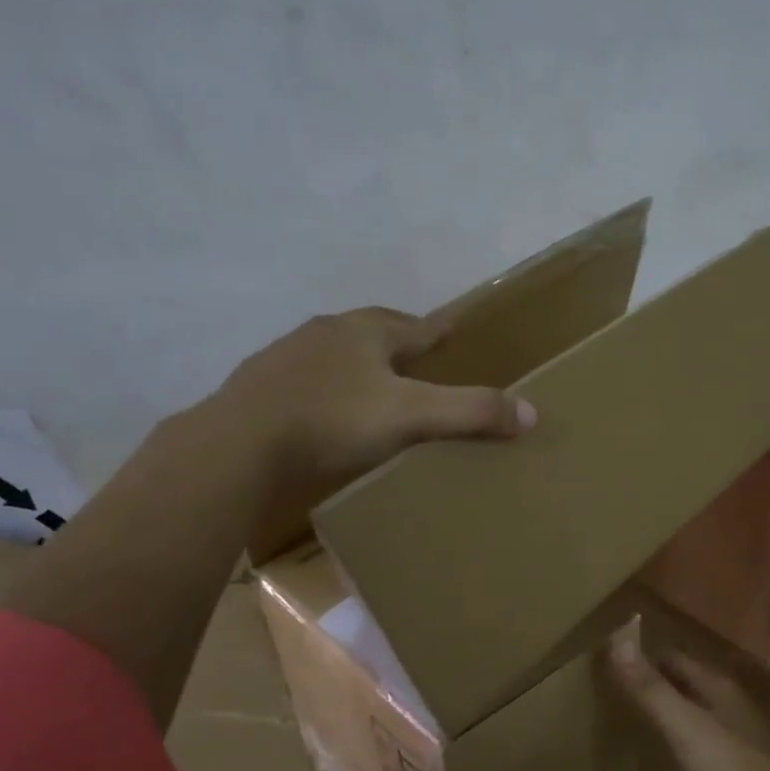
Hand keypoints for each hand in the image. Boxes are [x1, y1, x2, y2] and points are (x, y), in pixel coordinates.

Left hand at [198, 306, 535, 489]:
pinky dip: (326, 390)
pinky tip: (326, 412)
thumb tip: (531, 413)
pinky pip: (307, 380)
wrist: (238, 444)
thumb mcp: (411, 416)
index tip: (458, 331)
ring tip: (377, 388)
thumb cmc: (332, 420)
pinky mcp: (260, 384)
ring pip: (338, 353)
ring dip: (360, 365)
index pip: (419, 326)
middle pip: (376, 332)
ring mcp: (288, 355)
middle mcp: (328, 332)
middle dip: (401, 344)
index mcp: (367, 331)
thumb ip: (471, 412)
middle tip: (421, 363)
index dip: (443, 331)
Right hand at [606, 615, 769, 770]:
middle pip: (689, 679)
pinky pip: (709, 731)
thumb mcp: (682, 723)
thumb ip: (650, 687)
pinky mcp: (744, 756)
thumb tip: (618, 640)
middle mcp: (730, 698)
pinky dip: (689, 730)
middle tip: (626, 690)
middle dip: (660, 680)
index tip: (618, 665)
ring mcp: (740, 727)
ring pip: (700, 704)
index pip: (675, 657)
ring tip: (646, 716)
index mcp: (716, 683)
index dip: (646, 658)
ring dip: (676, 704)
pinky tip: (679, 748)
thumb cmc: (727, 762)